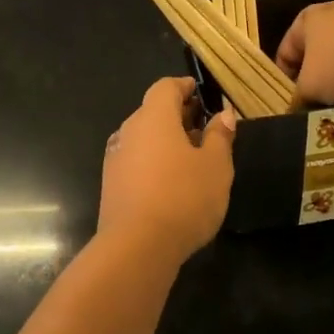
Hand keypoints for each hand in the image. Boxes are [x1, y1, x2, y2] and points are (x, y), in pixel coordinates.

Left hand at [97, 77, 235, 263]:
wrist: (137, 246)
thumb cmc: (184, 197)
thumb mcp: (215, 166)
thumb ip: (219, 137)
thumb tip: (223, 115)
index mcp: (153, 118)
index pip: (165, 87)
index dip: (184, 87)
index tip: (200, 93)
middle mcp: (128, 131)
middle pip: (152, 112)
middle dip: (177, 116)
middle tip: (203, 128)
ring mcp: (115, 159)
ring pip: (143, 139)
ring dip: (165, 142)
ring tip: (191, 159)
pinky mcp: (110, 186)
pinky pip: (135, 162)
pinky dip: (153, 163)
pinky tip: (171, 183)